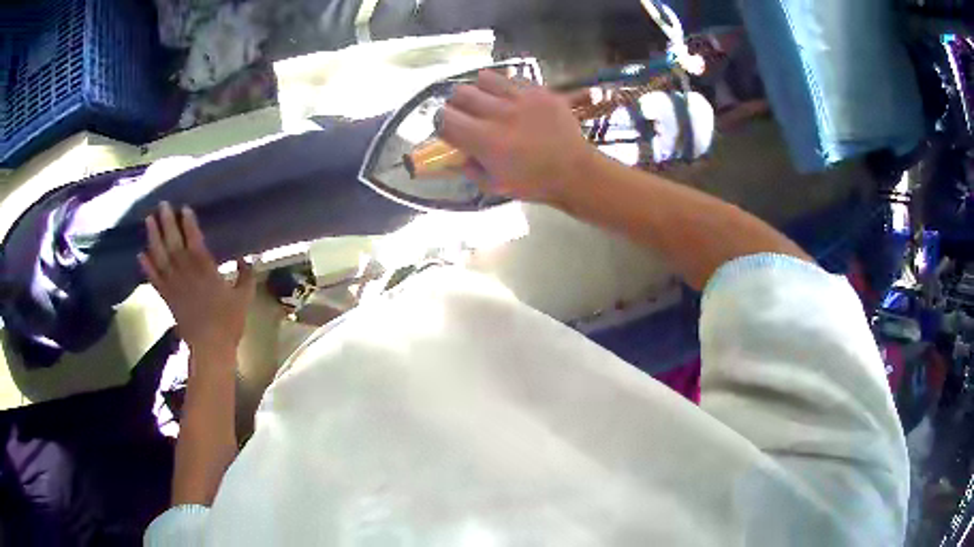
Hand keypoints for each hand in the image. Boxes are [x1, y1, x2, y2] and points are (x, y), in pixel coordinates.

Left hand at [138, 202, 255, 361]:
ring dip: (153, 238)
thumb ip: (246, 275)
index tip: (184, 208)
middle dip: (167, 223)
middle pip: (174, 244)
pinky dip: (147, 267)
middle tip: (162, 205)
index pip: (195, 241)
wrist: (210, 348)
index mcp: (206, 270)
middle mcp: (186, 273)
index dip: (189, 224)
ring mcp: (174, 285)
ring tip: (148, 220)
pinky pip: (154, 279)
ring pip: (161, 257)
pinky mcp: (167, 298)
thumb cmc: (229, 322)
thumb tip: (248, 257)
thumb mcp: (244, 297)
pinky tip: (141, 254)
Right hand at [439, 70, 595, 205]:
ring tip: (489, 102)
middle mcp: (499, 113)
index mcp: (485, 140)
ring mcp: (522, 98)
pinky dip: (508, 88)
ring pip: (484, 78)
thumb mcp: (494, 185)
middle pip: (460, 93)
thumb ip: (469, 167)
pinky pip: (513, 78)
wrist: (575, 172)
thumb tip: (456, 153)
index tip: (450, 129)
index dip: (442, 123)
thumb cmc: (534, 183)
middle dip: (458, 104)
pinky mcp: (540, 91)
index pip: (444, 118)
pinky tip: (514, 100)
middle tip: (467, 114)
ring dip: (481, 90)